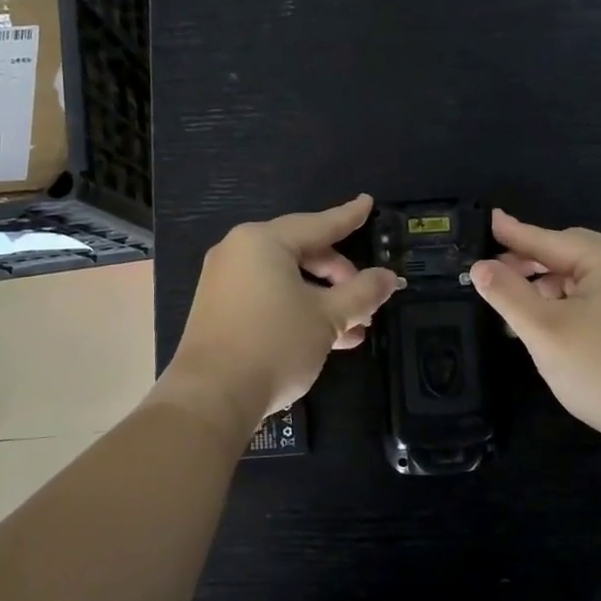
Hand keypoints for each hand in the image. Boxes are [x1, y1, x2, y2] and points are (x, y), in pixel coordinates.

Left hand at [158, 195, 401, 430]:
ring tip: (355, 331)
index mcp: (263, 242)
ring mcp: (225, 281)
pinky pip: (268, 297)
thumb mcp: (328, 318)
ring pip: (287, 280)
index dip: (349, 217)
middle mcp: (239, 252)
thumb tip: (389, 278)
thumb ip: (362, 293)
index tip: (368, 203)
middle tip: (367, 304)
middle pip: (303, 253)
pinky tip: (327, 338)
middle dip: (340, 279)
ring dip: (323, 301)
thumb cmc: (274, 344)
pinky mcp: (219, 310)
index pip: (318, 224)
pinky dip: (297, 310)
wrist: (211, 397)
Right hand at [469, 209, 600, 461]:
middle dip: (531, 263)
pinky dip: (569, 302)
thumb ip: (508, 294)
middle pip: (570, 254)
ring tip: (516, 305)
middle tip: (494, 272)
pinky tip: (548, 322)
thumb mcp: (544, 330)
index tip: (489, 218)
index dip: (515, 233)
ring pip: (584, 278)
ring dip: (548, 286)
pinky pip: (598, 297)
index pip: (550, 240)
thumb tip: (480, 266)